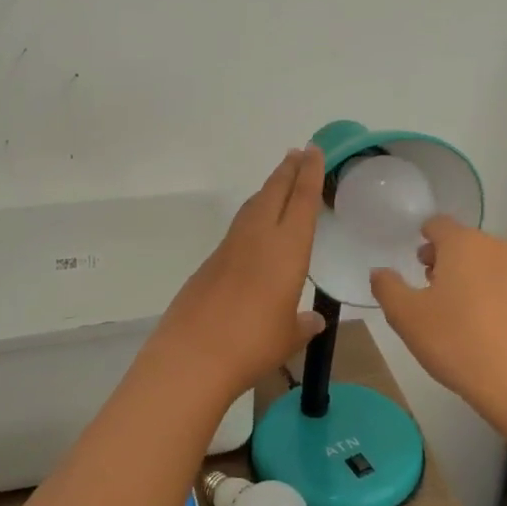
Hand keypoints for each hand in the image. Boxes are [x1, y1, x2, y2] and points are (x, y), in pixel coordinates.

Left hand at [151, 147, 326, 400]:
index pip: (302, 201)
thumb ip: (302, 325)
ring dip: (268, 190)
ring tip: (279, 182)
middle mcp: (258, 239)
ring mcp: (229, 248)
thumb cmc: (253, 344)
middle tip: (299, 153)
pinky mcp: (209, 263)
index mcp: (287, 250)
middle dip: (288, 171)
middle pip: (274, 193)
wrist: (193, 355)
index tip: (313, 150)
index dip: (310, 174)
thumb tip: (312, 321)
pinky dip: (250, 216)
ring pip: (252, 207)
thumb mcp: (288, 337)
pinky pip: (237, 228)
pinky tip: (253, 228)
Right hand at [371, 216, 506, 420]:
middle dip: (440, 258)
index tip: (411, 260)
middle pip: (461, 242)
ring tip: (445, 308)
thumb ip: (387, 287)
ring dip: (461, 276)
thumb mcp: (406, 316)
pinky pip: (497, 284)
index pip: (437, 224)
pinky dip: (481, 293)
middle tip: (423, 285)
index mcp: (463, 243)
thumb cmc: (457, 340)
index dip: (421, 237)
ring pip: (480, 263)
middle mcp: (494, 248)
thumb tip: (380, 272)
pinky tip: (471, 324)